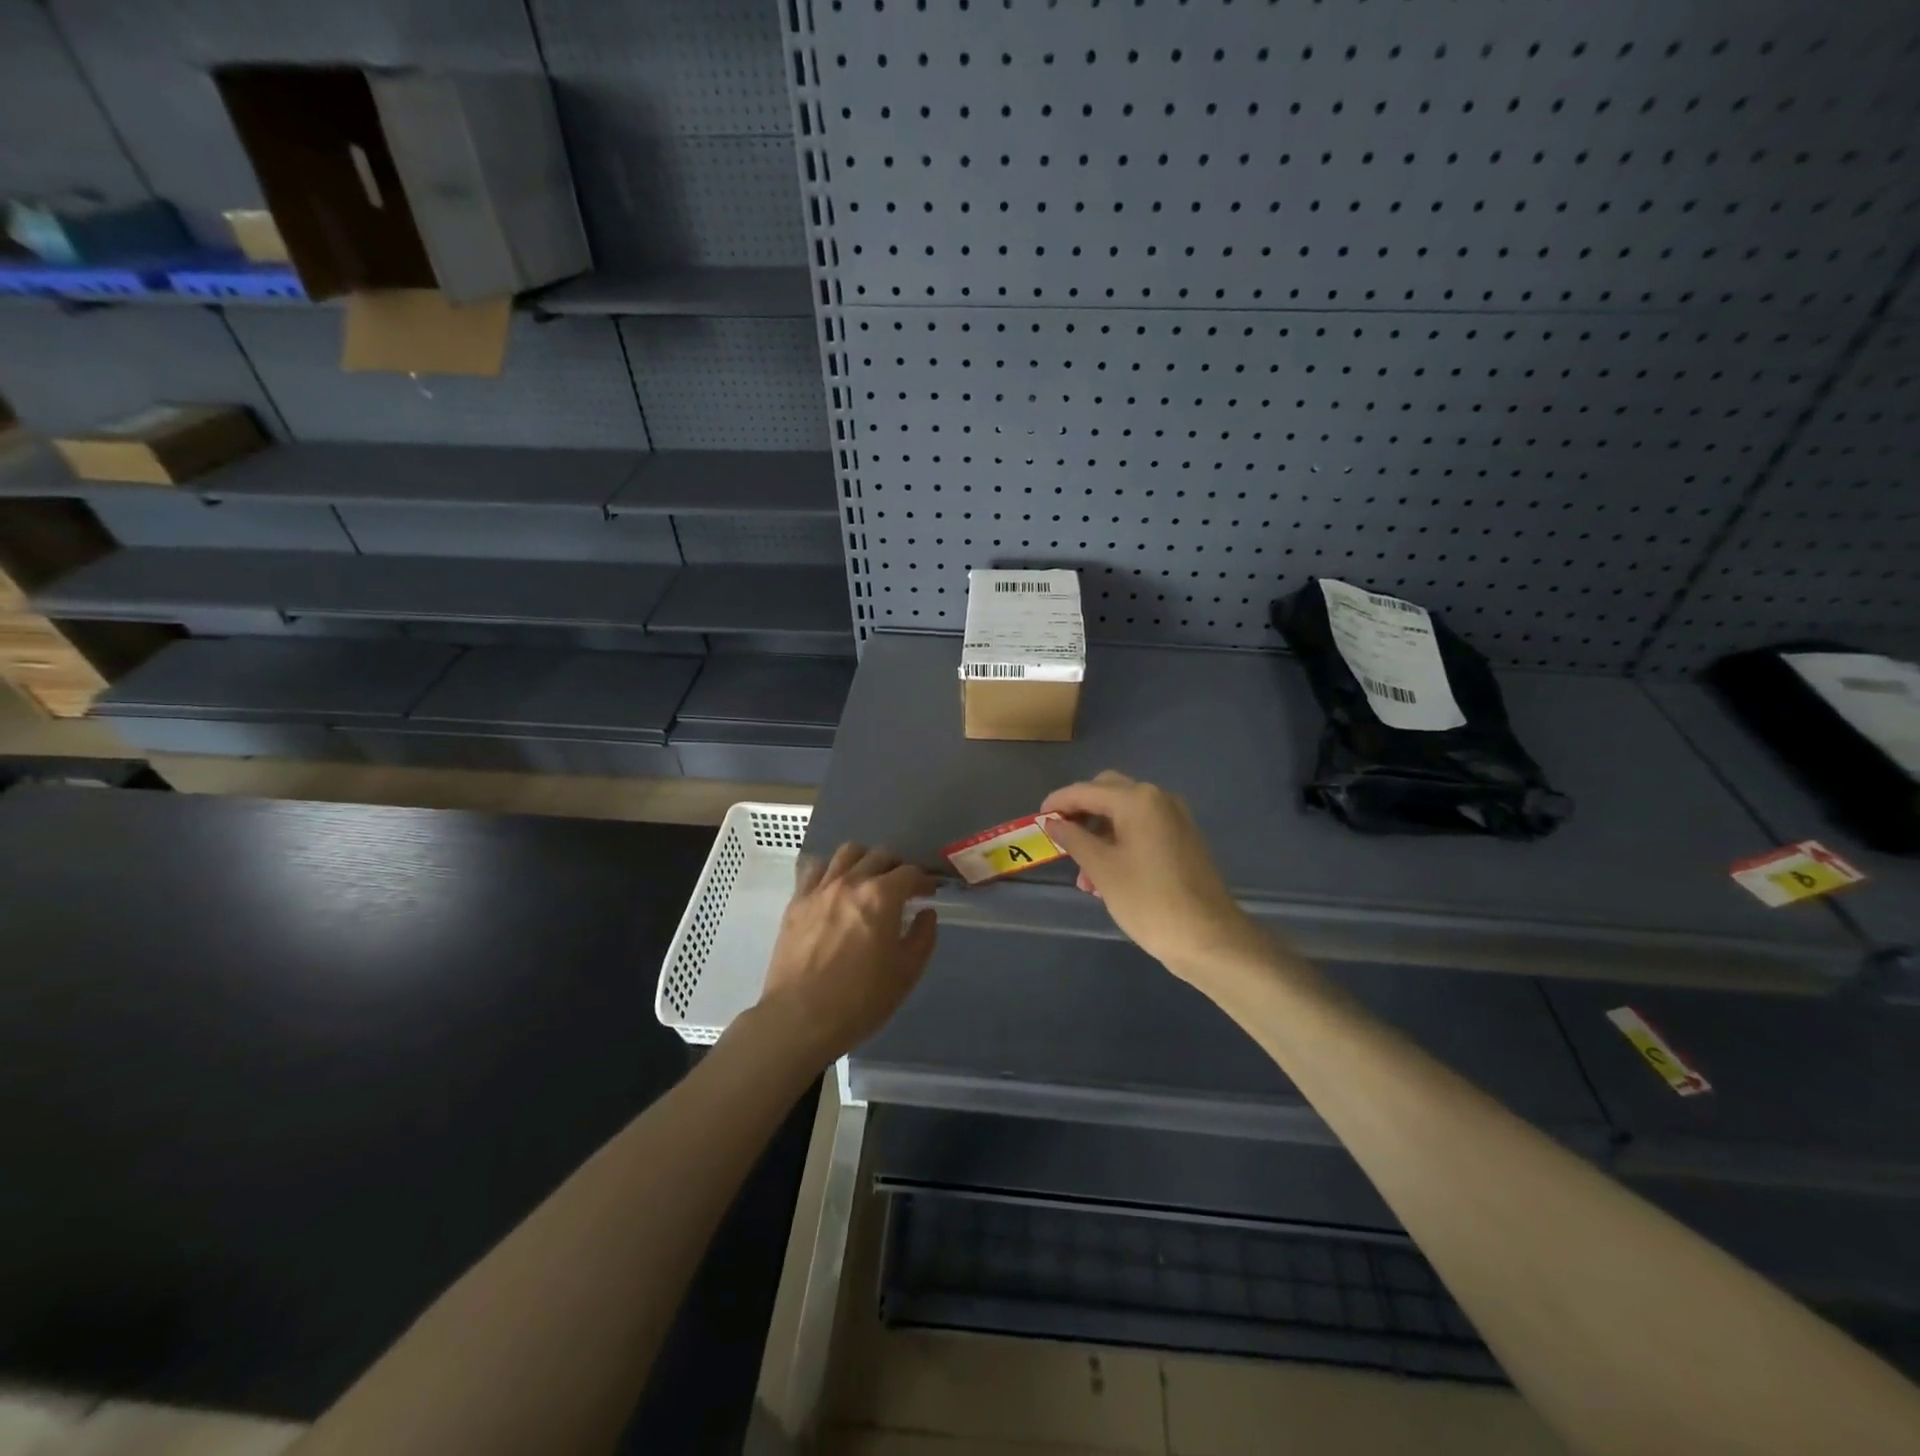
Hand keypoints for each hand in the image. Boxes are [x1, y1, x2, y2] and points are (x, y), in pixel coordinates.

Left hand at [756, 843, 937, 1062]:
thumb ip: (922, 937)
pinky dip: (830, 869)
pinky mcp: (796, 901)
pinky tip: (834, 887)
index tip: (928, 893)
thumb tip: (926, 914)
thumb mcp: (906, 973)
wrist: (800, 1018)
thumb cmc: (860, 1000)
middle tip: (902, 886)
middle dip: (897, 866)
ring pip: (847, 852)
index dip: (923, 880)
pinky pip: (814, 868)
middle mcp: (851, 882)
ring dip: (864, 860)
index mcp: (882, 897)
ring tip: (868, 879)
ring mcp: (820, 888)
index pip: (910, 873)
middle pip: (879, 855)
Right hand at [1041, 771, 1268, 977]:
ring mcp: (1174, 818)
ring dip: (1098, 834)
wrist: (1208, 938)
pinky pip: (1141, 829)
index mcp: (1137, 800)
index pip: (1086, 790)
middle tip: (1059, 838)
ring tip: (1082, 875)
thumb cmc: (1149, 900)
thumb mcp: (1102, 869)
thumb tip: (1053, 822)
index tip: (1037, 820)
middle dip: (1080, 813)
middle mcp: (1158, 799)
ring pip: (1124, 814)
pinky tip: (1105, 876)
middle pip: (1107, 793)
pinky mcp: (1182, 839)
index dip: (1058, 802)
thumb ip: (1074, 838)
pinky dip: (1119, 842)